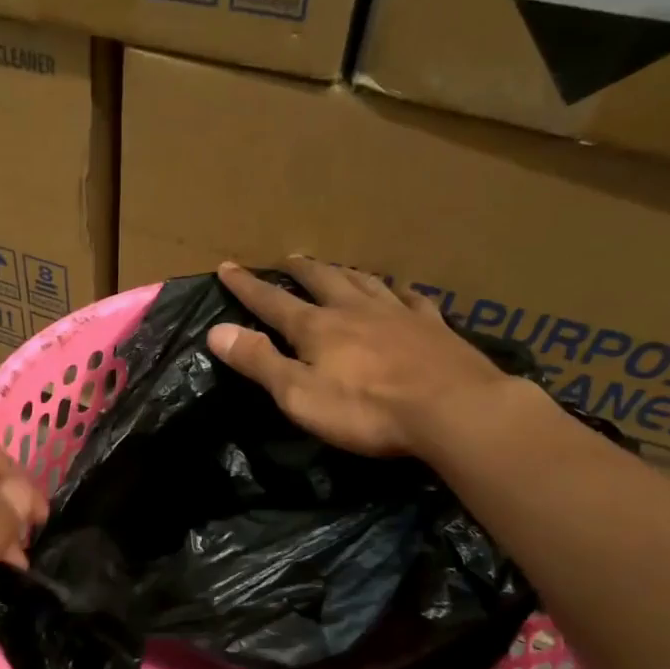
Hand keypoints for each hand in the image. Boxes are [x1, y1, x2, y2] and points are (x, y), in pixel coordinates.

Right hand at [207, 257, 524, 456]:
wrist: (453, 409)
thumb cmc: (367, 410)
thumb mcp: (299, 394)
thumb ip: (258, 362)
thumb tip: (216, 331)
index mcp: (318, 328)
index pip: (272, 301)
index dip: (247, 286)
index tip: (227, 267)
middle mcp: (355, 310)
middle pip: (322, 280)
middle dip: (299, 271)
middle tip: (287, 258)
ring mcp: (398, 314)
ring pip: (365, 282)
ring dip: (344, 272)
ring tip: (334, 267)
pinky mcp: (434, 328)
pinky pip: (412, 299)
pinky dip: (399, 291)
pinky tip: (401, 290)